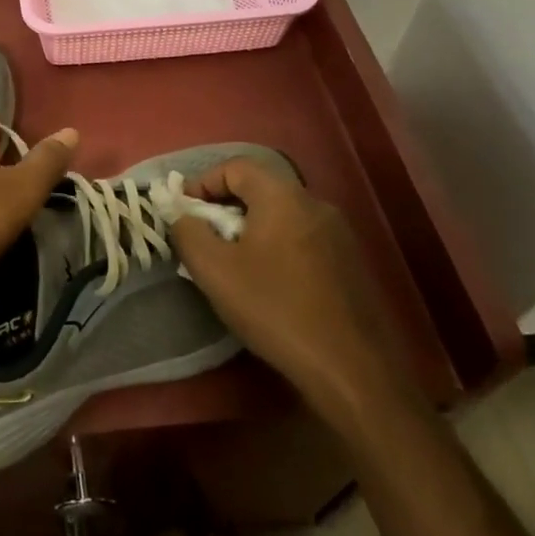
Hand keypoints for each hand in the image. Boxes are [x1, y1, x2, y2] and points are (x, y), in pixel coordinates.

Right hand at [168, 158, 411, 415]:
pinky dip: (277, 247)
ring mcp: (339, 234)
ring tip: (233, 264)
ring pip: (282, 215)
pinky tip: (270, 284)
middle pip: (260, 188)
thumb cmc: (275, 309)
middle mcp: (315, 204)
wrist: (352, 369)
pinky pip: (302, 238)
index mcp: (283, 196)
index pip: (235, 166)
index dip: (203, 182)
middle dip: (225, 208)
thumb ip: (187, 232)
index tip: (184, 212)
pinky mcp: (351, 263)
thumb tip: (182, 215)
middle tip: (205, 239)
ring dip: (251, 229)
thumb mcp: (214, 270)